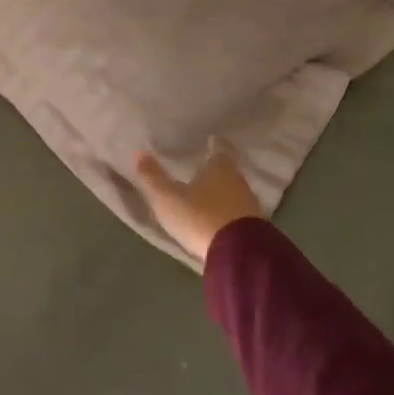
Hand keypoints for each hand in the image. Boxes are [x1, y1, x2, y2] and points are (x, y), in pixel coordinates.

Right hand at [134, 141, 264, 265]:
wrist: (239, 255)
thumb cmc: (200, 217)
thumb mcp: (167, 198)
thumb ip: (152, 177)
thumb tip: (138, 152)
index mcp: (219, 168)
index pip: (220, 149)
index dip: (215, 144)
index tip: (211, 140)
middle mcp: (238, 181)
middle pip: (228, 171)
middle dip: (217, 170)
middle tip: (205, 167)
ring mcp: (250, 205)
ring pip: (235, 192)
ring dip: (223, 193)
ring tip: (209, 195)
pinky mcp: (255, 228)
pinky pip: (239, 213)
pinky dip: (229, 212)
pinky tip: (219, 219)